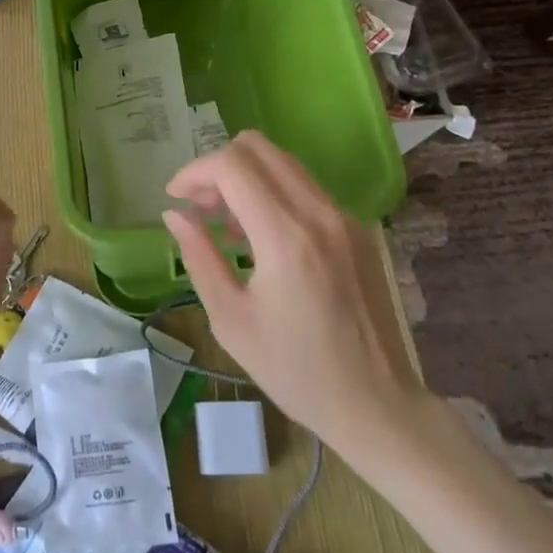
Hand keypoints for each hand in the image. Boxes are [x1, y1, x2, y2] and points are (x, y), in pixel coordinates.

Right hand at [163, 131, 423, 453]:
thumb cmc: (295, 371)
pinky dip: (273, 195)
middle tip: (200, 208)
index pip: (232, 166)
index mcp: (286, 237)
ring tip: (226, 228)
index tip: (175, 199)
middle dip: (219, 168)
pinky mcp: (358, 230)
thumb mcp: (231, 319)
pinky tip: (261, 240)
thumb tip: (175, 215)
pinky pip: (306, 189)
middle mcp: (320, 214)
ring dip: (246, 179)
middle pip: (260, 148)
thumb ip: (199, 257)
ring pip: (284, 164)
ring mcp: (345, 218)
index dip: (194, 171)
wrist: (376, 404)